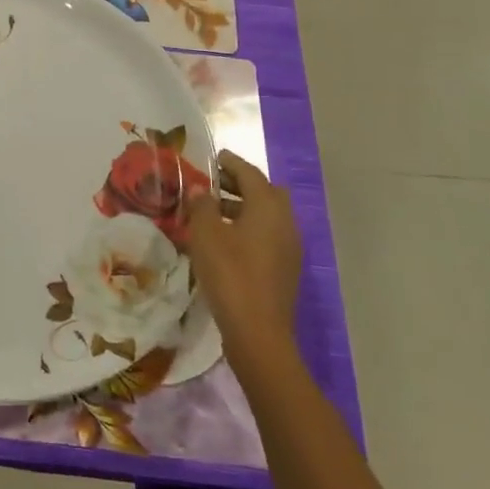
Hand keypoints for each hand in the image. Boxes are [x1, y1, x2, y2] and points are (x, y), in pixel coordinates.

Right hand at [181, 150, 302, 373]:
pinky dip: (248, 228)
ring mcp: (289, 248)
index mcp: (269, 208)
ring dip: (243, 207)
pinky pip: (267, 236)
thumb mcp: (206, 235)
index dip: (231, 163)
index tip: (214, 157)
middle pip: (266, 193)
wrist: (258, 332)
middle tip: (213, 184)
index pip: (251, 174)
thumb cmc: (230, 274)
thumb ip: (201, 206)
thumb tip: (200, 189)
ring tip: (212, 212)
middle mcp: (285, 223)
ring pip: (267, 216)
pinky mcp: (284, 269)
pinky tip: (224, 240)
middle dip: (241, 184)